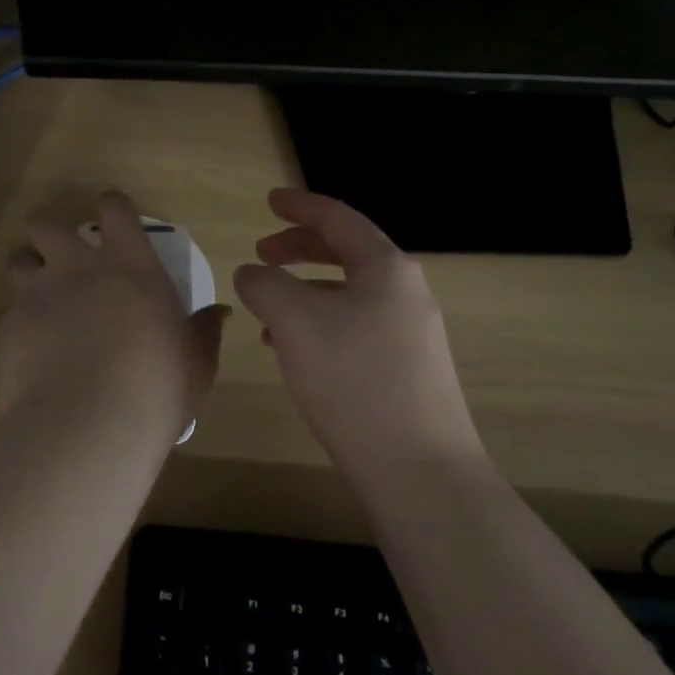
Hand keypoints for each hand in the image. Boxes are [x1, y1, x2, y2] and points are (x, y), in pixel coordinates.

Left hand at [0, 192, 224, 436]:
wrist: (90, 423)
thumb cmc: (157, 386)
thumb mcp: (196, 361)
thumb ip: (204, 331)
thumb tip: (219, 313)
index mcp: (130, 264)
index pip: (115, 208)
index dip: (112, 208)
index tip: (113, 221)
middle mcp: (79, 266)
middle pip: (48, 224)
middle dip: (51, 235)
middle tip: (63, 260)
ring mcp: (39, 292)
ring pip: (18, 258)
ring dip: (27, 270)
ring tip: (39, 296)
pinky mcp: (10, 324)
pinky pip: (8, 311)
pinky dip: (18, 322)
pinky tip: (30, 348)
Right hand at [233, 189, 482, 485]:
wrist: (421, 473)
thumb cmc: (354, 380)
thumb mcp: (294, 322)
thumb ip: (265, 284)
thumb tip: (253, 273)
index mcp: (385, 267)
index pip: (338, 218)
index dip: (300, 205)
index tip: (269, 200)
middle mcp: (405, 292)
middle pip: (346, 252)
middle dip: (300, 248)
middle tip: (262, 253)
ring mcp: (411, 333)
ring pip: (348, 293)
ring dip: (306, 290)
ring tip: (268, 310)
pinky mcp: (408, 370)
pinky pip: (355, 326)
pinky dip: (320, 323)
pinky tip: (294, 352)